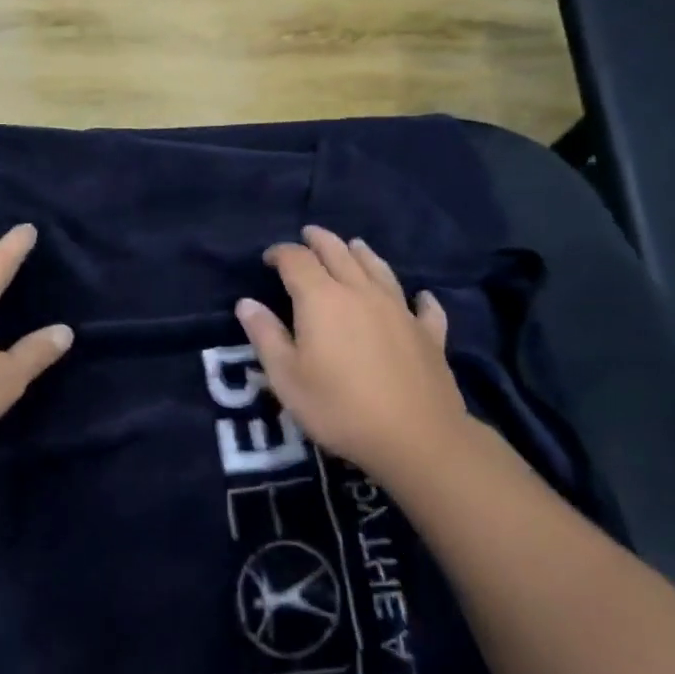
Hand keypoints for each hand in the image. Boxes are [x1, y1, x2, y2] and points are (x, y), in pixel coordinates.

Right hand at [236, 226, 464, 479]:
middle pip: (338, 252)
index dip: (280, 253)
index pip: (297, 260)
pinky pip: (423, 307)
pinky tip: (421, 298)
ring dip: (362, 254)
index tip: (269, 258)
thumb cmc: (339, 408)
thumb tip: (246, 303)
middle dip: (319, 240)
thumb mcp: (286, 378)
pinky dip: (419, 299)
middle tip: (308, 235)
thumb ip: (265, 336)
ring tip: (354, 245)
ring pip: (378, 269)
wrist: (416, 438)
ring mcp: (399, 310)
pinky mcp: (428, 334)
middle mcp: (360, 292)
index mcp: (321, 298)